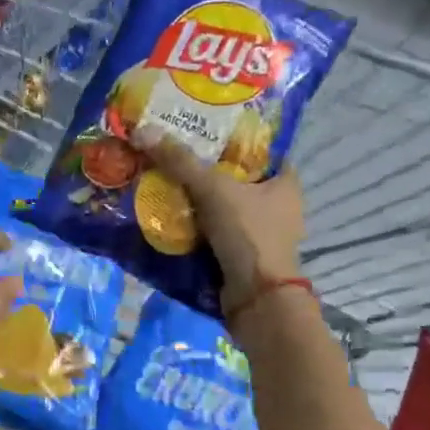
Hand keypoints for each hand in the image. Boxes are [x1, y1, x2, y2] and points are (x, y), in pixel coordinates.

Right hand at [133, 131, 303, 307]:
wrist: (256, 298)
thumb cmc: (248, 234)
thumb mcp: (212, 189)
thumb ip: (180, 161)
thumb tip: (144, 130)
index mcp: (286, 184)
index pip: (262, 151)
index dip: (235, 140)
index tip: (204, 131)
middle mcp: (280, 208)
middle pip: (239, 180)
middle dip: (210, 171)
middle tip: (176, 157)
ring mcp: (263, 236)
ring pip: (227, 209)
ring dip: (201, 202)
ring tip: (166, 184)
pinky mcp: (246, 258)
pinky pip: (218, 234)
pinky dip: (199, 228)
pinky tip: (172, 218)